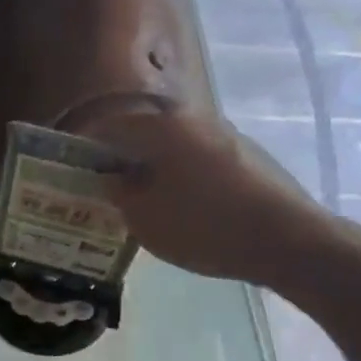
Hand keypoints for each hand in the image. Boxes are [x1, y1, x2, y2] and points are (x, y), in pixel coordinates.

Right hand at [88, 107, 333, 284]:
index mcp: (162, 127)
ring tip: (135, 199)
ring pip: (171, 146)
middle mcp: (193, 119)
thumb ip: (119, 193)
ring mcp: (224, 136)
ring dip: (149, 166)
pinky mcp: (245, 157)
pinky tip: (176, 205)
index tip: (70, 168)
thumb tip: (111, 178)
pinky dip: (176, 174)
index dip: (84, 146)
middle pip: (142, 132)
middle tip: (101, 186)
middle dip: (118, 157)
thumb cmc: (205, 225)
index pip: (108, 124)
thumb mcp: (145, 218)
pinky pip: (195, 159)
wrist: (289, 241)